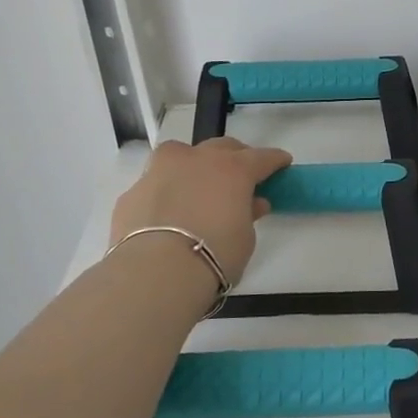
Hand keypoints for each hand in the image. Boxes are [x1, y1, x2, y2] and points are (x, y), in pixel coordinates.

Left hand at [110, 137, 291, 282]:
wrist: (156, 270)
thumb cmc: (214, 254)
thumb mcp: (244, 238)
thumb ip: (248, 215)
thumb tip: (251, 204)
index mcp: (233, 169)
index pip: (261, 158)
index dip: (275, 160)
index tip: (283, 162)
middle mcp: (197, 160)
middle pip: (222, 147)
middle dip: (235, 156)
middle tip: (241, 173)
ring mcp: (161, 170)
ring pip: (182, 154)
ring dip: (195, 163)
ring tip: (198, 182)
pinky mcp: (134, 190)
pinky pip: (157, 182)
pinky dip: (166, 190)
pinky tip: (168, 209)